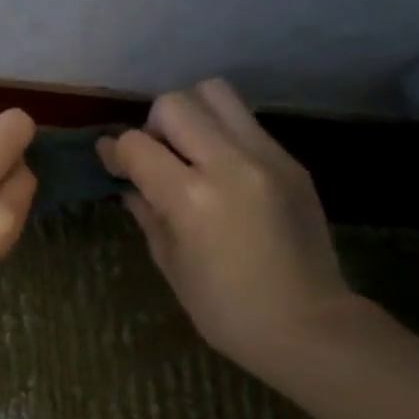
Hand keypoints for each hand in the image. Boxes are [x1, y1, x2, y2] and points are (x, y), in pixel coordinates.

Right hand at [98, 78, 359, 376]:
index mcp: (190, 197)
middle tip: (157, 159)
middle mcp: (228, 163)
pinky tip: (223, 171)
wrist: (306, 324)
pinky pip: (246, 123)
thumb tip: (127, 180)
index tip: (112, 164)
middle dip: (154, 126)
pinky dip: (223, 134)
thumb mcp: (169, 261)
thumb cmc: (223, 308)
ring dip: (192, 115)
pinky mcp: (291, 161)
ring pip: (216, 93)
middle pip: (175, 103)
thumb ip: (146, 210)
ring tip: (191, 152)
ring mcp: (266, 157)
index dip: (115, 151)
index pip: (136, 143)